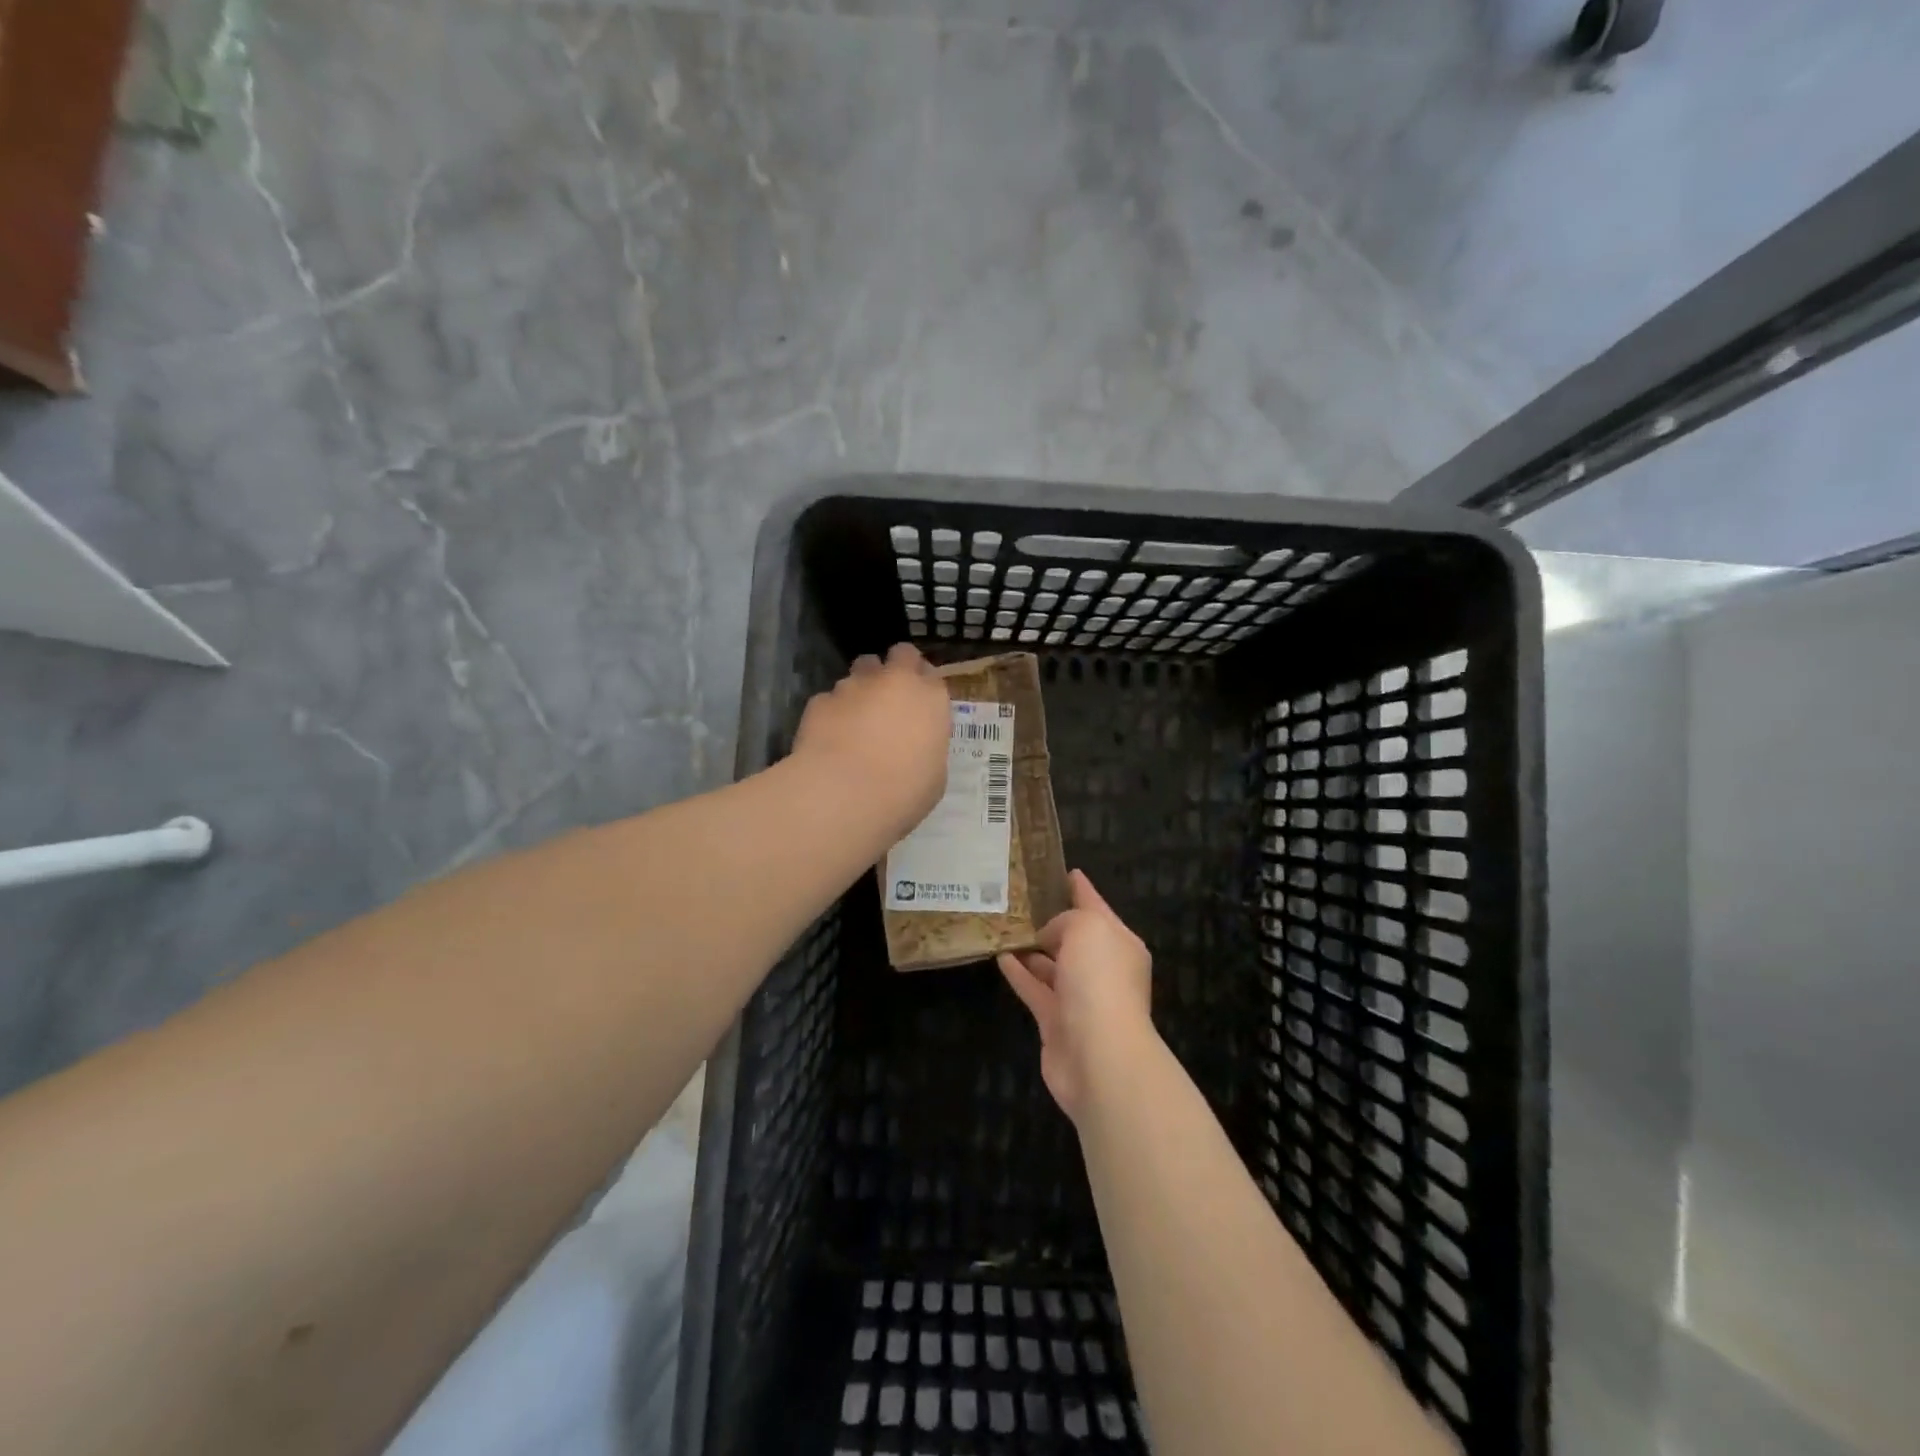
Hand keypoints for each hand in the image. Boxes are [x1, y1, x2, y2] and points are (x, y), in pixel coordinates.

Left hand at [792, 643, 949, 841]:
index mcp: (930, 698)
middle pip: (900, 655)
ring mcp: (853, 686)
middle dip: (897, 669)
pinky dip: (833, 712)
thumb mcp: (933, 776)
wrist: (844, 794)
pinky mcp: (820, 700)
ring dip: (863, 688)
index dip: (924, 687)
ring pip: (861, 670)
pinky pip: (830, 699)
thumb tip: (915, 749)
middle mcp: (894, 680)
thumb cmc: (903, 791)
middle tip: (893, 698)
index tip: (920, 705)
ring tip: (857, 719)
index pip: (932, 674)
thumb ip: (926, 749)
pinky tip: (829, 738)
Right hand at [997, 870, 1153, 1123]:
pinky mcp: (1056, 1022)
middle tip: (1019, 900)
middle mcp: (1104, 969)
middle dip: (1051, 921)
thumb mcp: (1087, 929)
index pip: (1097, 907)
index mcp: (1120, 943)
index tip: (1063, 872)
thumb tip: (1049, 937)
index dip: (1081, 889)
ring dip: (1030, 948)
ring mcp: (1080, 998)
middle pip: (1075, 938)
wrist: (1099, 1055)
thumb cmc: (1099, 981)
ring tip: (1003, 926)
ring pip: (1052, 965)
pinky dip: (1019, 974)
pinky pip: (1035, 989)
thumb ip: (1067, 920)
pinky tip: (999, 956)